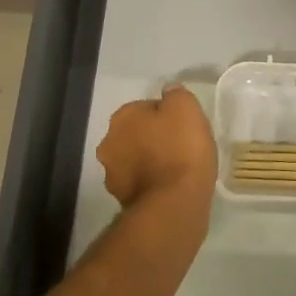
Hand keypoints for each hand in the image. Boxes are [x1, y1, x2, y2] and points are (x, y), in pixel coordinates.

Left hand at [97, 86, 216, 224]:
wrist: (174, 203)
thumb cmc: (181, 148)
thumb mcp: (186, 107)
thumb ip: (175, 94)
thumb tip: (168, 92)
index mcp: (122, 117)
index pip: (146, 107)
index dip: (168, 115)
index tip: (185, 126)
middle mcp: (109, 143)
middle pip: (137, 133)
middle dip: (154, 137)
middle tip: (182, 145)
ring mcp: (112, 174)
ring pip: (136, 158)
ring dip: (151, 160)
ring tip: (179, 168)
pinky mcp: (122, 200)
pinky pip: (141, 182)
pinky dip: (153, 182)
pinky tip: (172, 186)